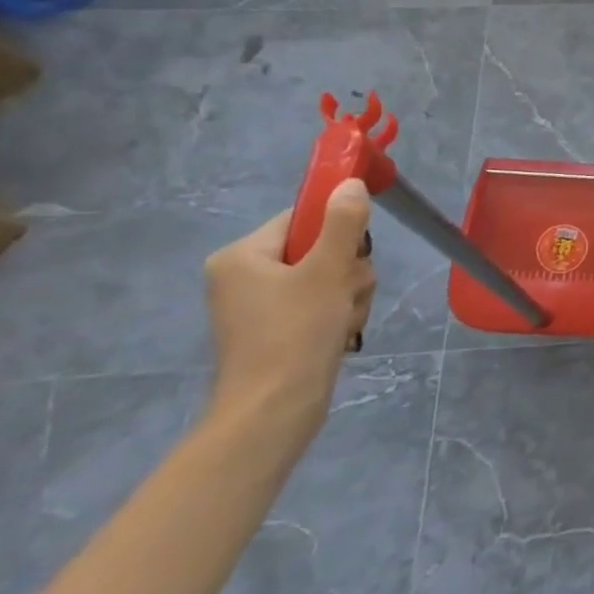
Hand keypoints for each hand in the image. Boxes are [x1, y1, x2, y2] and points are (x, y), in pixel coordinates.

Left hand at [203, 179, 375, 445]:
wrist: (274, 410)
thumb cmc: (296, 333)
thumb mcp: (327, 270)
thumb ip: (343, 223)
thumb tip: (350, 183)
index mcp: (241, 255)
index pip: (302, 218)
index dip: (337, 231)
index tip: (352, 255)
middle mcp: (243, 276)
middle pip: (320, 248)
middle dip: (347, 271)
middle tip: (345, 294)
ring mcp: (259, 305)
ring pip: (327, 277)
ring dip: (348, 295)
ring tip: (343, 320)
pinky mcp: (276, 330)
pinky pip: (320, 304)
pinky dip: (337, 314)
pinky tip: (339, 333)